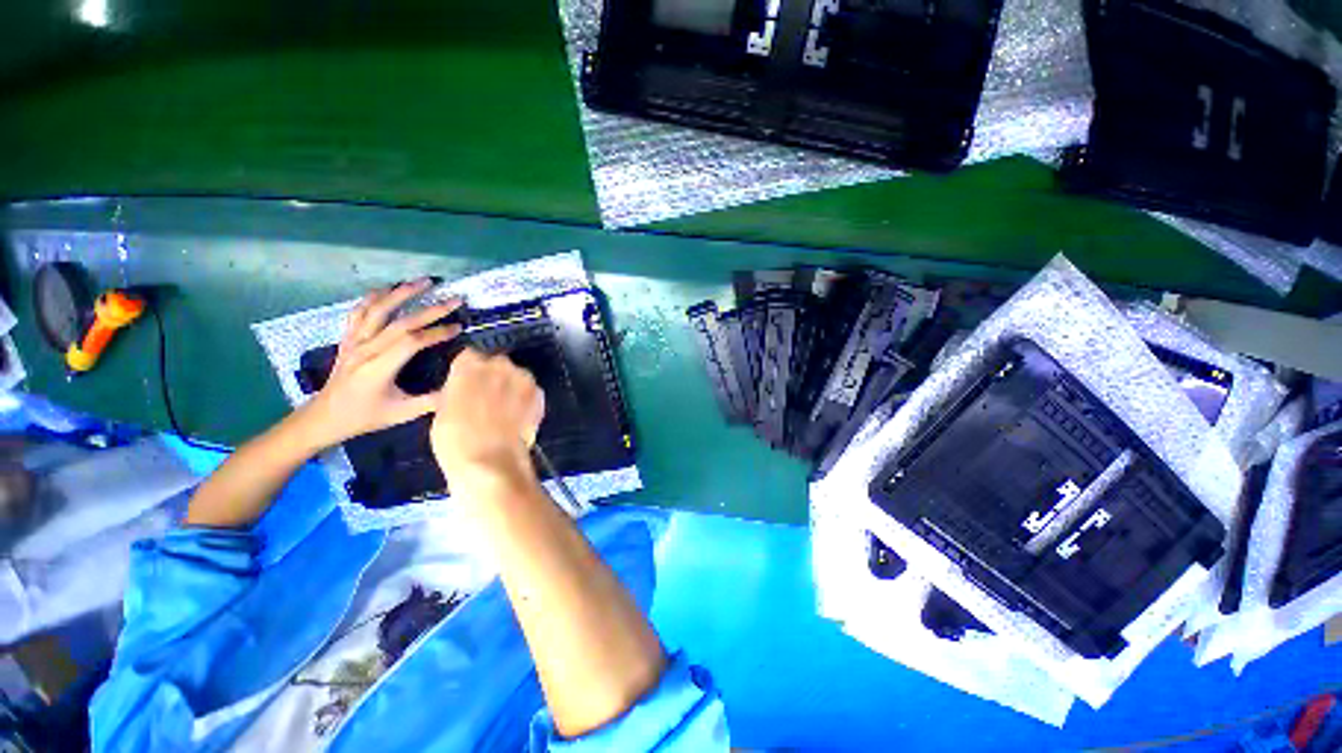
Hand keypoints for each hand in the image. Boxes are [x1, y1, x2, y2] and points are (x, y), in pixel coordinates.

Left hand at [301, 279, 462, 449]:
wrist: (323, 418)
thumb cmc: (365, 417)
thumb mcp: (402, 414)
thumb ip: (433, 401)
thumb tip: (460, 386)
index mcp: (380, 367)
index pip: (413, 341)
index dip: (438, 332)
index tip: (459, 327)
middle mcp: (366, 349)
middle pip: (401, 321)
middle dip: (431, 309)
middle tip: (454, 299)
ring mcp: (354, 341)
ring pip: (378, 309)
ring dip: (402, 292)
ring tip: (424, 281)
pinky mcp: (348, 339)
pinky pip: (359, 312)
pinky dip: (373, 297)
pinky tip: (387, 289)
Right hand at [430, 349, 545, 495]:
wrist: (490, 460)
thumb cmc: (455, 439)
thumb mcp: (443, 409)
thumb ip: (457, 390)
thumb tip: (465, 388)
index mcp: (469, 365)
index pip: (470, 356)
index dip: (470, 371)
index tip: (469, 385)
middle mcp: (499, 364)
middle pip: (497, 364)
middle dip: (494, 377)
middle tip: (488, 399)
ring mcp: (523, 378)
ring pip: (517, 376)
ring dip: (512, 387)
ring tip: (506, 410)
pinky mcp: (539, 394)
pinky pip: (531, 391)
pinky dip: (526, 400)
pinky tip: (519, 417)